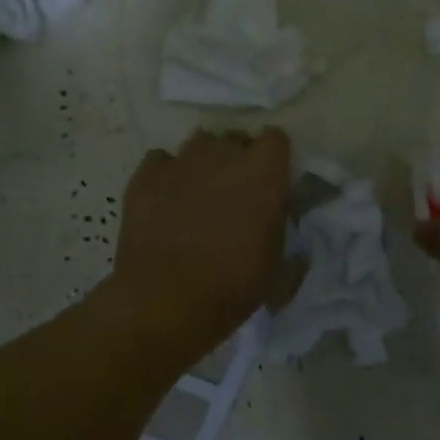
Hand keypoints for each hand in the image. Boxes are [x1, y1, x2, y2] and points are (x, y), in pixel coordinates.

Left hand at [110, 128, 293, 356]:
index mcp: (264, 173)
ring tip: (201, 192)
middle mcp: (223, 156)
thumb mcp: (279, 274)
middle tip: (237, 192)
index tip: (273, 181)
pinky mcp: (145, 176)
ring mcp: (181, 162)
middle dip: (239, 158)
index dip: (274, 159)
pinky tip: (167, 198)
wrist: (166, 301)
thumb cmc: (233, 287)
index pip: (276, 138)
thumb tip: (294, 247)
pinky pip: (161, 160)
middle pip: (236, 139)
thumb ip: (289, 248)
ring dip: (205, 161)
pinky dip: (167, 174)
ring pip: (199, 143)